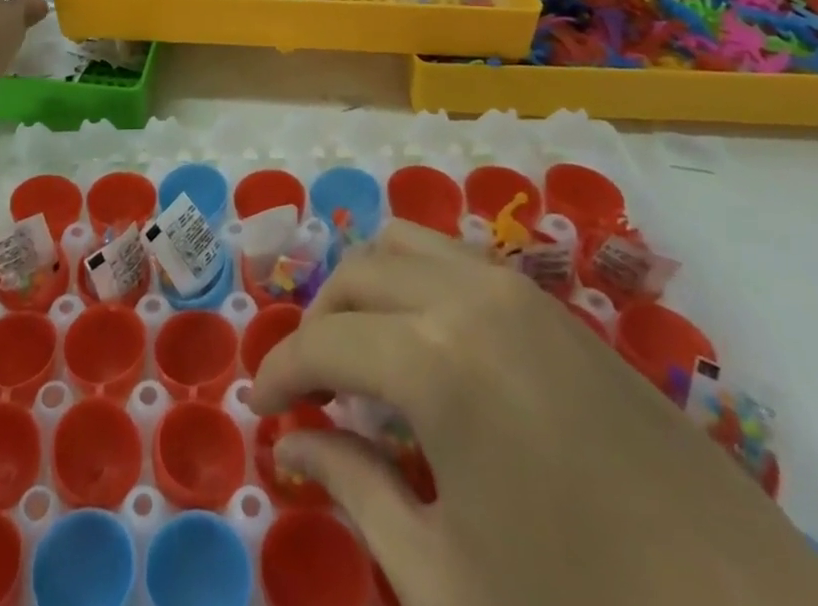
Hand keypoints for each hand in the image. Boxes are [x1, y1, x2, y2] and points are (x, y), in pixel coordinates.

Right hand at [252, 223, 817, 605]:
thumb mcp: (446, 579)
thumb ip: (357, 491)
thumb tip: (298, 444)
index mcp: (434, 363)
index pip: (324, 342)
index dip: (280, 370)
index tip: (260, 407)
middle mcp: (468, 300)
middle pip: (358, 275)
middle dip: (318, 323)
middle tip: (309, 387)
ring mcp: (519, 293)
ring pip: (407, 245)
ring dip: (366, 288)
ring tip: (362, 352)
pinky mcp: (557, 308)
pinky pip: (459, 262)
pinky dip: (417, 283)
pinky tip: (429, 348)